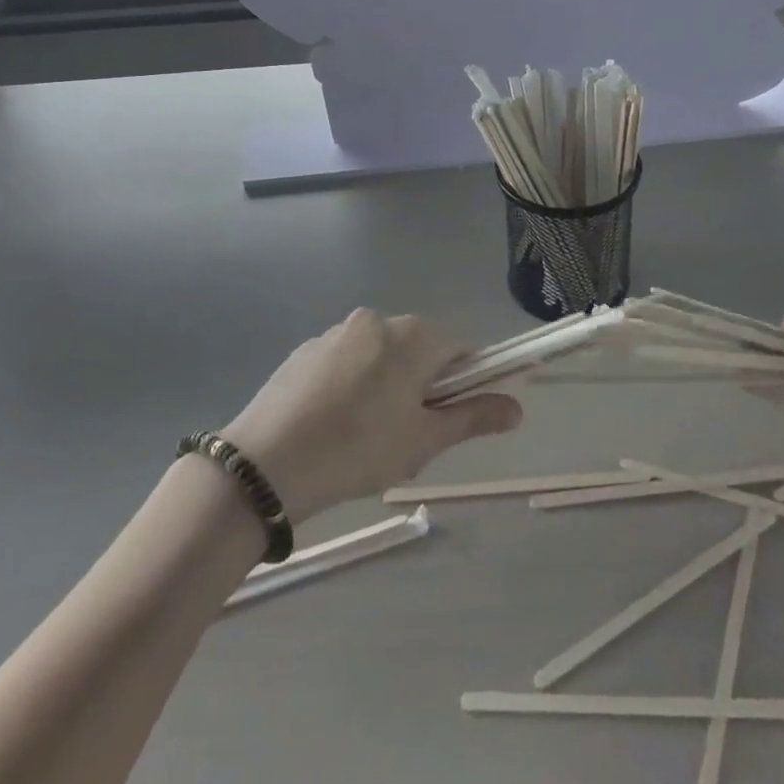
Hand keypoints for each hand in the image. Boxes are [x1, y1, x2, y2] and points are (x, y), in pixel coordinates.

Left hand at [221, 310, 521, 523]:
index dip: (461, 384)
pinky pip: (344, 362)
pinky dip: (348, 385)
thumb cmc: (359, 449)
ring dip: (383, 385)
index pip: (459, 350)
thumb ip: (473, 416)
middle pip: (418, 350)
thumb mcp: (424, 439)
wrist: (266, 463)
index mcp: (413, 336)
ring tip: (362, 436)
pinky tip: (331, 425)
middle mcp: (378, 321)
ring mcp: (337, 332)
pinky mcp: (305, 350)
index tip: (446, 419)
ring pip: (379, 357)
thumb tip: (518, 408)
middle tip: (405, 435)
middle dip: (419, 386)